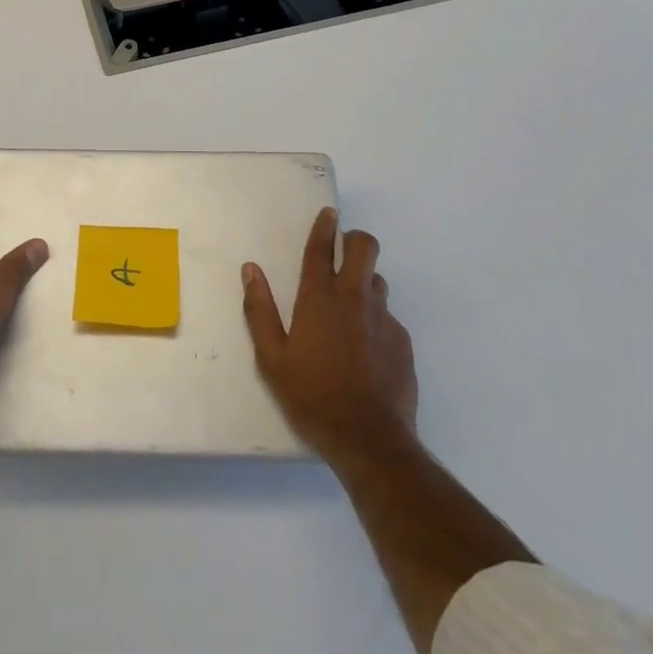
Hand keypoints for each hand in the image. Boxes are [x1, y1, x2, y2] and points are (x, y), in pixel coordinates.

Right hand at [242, 208, 416, 467]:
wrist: (369, 440)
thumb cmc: (311, 397)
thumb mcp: (272, 359)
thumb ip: (260, 311)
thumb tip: (250, 270)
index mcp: (318, 300)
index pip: (321, 250)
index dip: (324, 227)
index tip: (328, 213)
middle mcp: (354, 299)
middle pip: (364, 248)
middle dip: (354, 240)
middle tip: (341, 252)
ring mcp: (383, 319)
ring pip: (377, 280)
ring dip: (364, 281)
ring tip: (349, 307)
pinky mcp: (402, 341)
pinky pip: (388, 316)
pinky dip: (375, 319)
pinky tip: (365, 348)